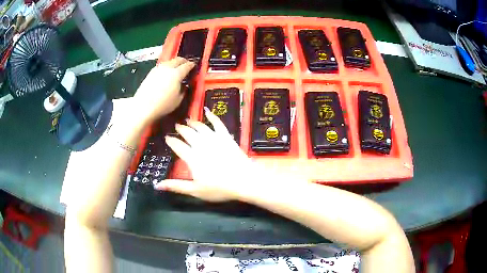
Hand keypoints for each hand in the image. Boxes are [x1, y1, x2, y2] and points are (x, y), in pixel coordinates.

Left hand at [132, 57, 194, 124]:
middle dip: (184, 61)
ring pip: (169, 61)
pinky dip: (167, 67)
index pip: (187, 65)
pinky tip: (166, 73)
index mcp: (177, 73)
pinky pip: (162, 66)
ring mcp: (158, 68)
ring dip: (174, 63)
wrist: (143, 106)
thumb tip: (184, 85)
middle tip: (186, 65)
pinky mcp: (151, 72)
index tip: (194, 66)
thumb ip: (184, 90)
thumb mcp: (178, 100)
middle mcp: (168, 67)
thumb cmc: (163, 105)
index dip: (192, 65)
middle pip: (178, 59)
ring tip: (176, 69)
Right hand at [154, 108, 258, 201]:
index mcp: (192, 157)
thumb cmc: (219, 188)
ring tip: (187, 120)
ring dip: (193, 122)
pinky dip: (212, 116)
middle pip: (188, 133)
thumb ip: (176, 186)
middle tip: (176, 125)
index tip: (166, 137)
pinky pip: (218, 123)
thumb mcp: (195, 190)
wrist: (243, 180)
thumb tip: (156, 185)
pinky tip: (208, 110)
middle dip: (181, 129)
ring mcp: (214, 139)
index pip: (177, 146)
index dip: (171, 141)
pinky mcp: (226, 137)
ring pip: (200, 127)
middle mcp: (201, 145)